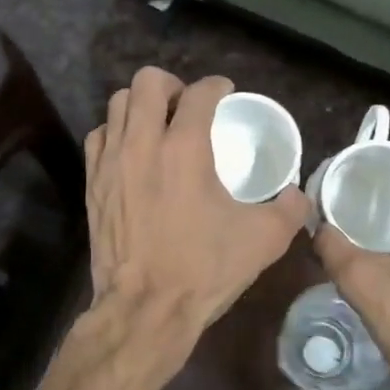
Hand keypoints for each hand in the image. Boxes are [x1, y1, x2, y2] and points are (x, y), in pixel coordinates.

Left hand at [85, 68, 308, 339]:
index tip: (224, 93)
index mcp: (184, 148)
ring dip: (140, 106)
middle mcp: (142, 143)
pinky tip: (131, 153)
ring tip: (157, 125)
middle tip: (186, 107)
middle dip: (171, 85)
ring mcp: (110, 163)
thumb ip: (290, 209)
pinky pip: (98, 138)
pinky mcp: (91, 185)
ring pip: (117, 105)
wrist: (146, 308)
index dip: (216, 86)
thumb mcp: (264, 240)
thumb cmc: (204, 270)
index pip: (199, 93)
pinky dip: (116, 133)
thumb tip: (298, 195)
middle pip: (147, 82)